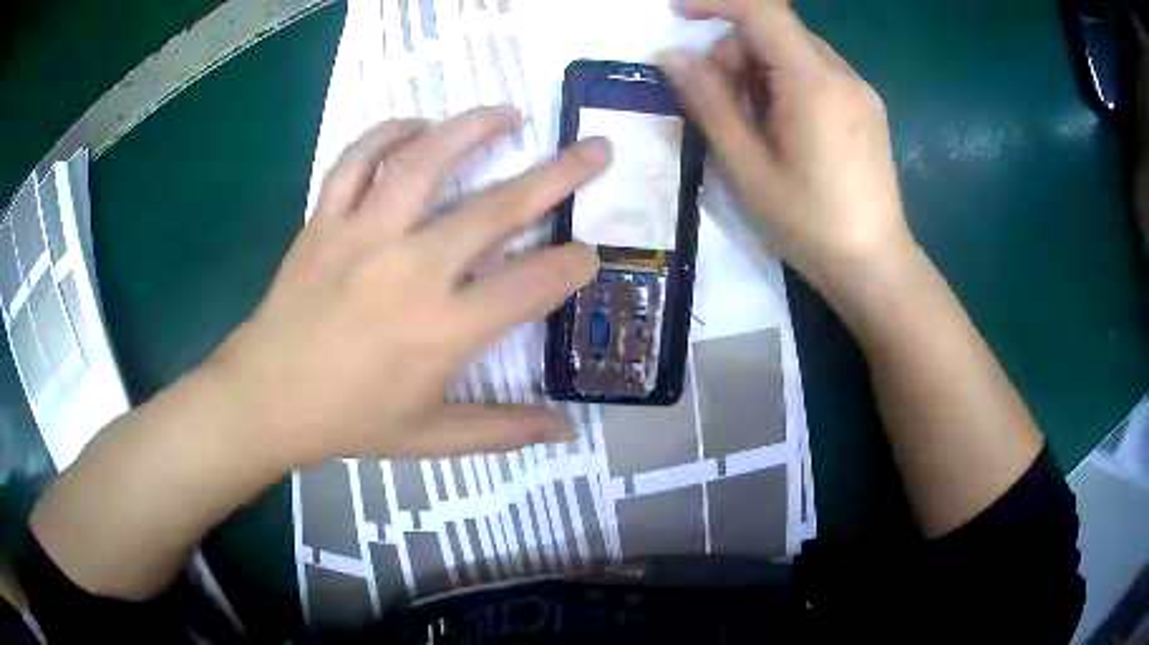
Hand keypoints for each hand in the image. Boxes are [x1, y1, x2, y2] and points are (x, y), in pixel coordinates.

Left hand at [206, 107, 609, 467]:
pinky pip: (357, 161)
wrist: (265, 399)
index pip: (532, 284)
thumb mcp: (430, 439)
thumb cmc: (348, 421)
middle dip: (559, 175)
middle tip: (594, 150)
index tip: (588, 254)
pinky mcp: (325, 220)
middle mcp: (411, 269)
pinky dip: (388, 133)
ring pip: (425, 161)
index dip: (572, 265)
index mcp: (444, 329)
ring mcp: (363, 235)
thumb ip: (503, 431)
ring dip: (474, 129)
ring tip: (510, 114)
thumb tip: (566, 429)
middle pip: (498, 209)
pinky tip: (417, 125)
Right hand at [658, 0, 913, 294]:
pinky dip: (788, 81)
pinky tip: (785, 126)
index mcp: (815, 84)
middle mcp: (844, 75)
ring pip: (797, 51)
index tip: (680, 15)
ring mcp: (861, 90)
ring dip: (761, 68)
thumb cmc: (809, 225)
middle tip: (718, 101)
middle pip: (777, 31)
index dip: (717, 4)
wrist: (875, 265)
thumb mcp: (747, 168)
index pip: (762, 11)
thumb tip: (672, 57)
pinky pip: (819, 72)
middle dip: (736, 51)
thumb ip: (709, 103)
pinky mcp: (868, 108)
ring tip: (753, 121)